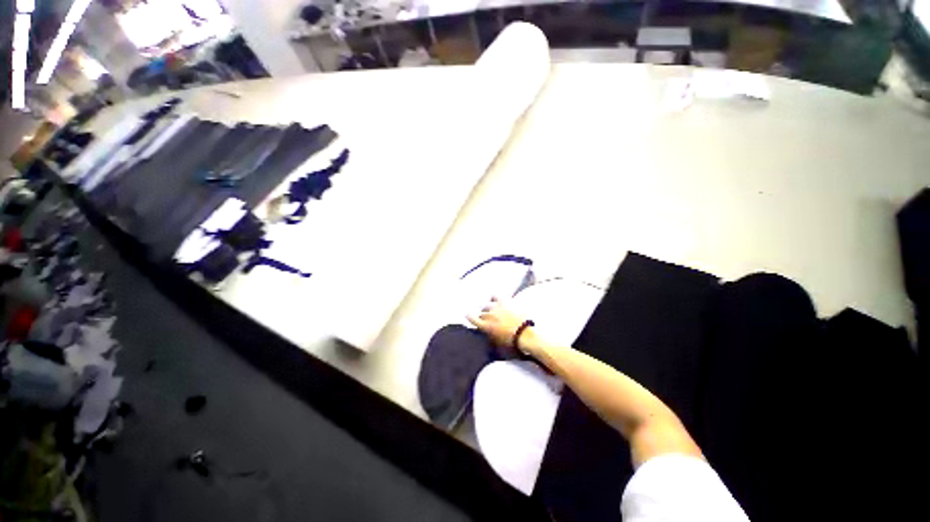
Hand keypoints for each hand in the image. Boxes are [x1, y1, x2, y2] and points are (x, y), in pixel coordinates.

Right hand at [467, 297, 536, 352]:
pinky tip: (494, 299)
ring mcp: (496, 308)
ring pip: (487, 305)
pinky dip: (493, 297)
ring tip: (491, 310)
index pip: (471, 318)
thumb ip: (488, 335)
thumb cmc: (511, 343)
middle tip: (488, 320)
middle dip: (483, 316)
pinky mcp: (504, 302)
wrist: (524, 334)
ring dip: (488, 308)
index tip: (468, 314)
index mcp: (485, 326)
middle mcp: (488, 315)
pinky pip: (495, 296)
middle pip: (481, 313)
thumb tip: (486, 332)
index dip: (469, 316)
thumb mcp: (496, 343)